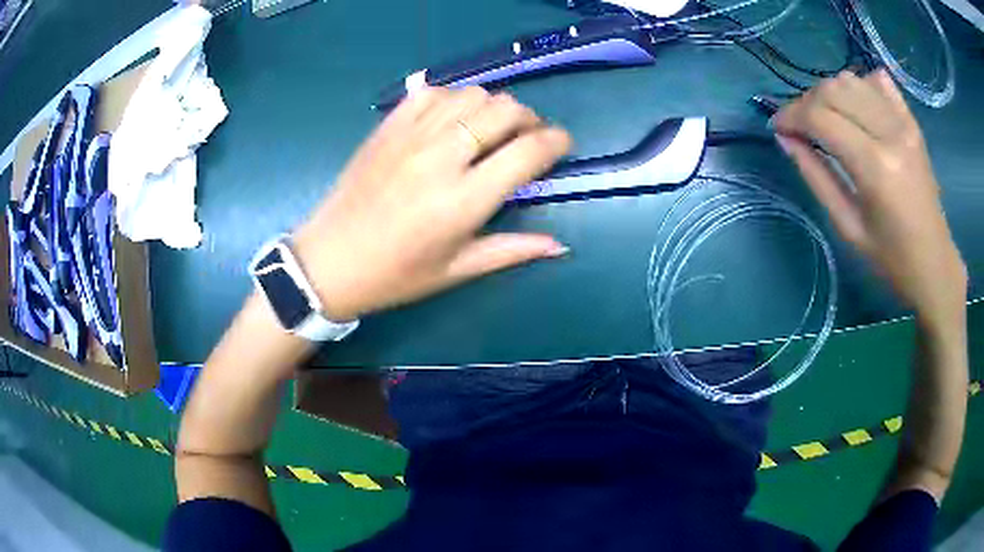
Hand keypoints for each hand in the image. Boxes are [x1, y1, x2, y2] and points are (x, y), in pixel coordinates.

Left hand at [293, 87, 570, 320]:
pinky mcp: (387, 127)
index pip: (528, 151)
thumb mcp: (457, 270)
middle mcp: (441, 158)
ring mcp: (411, 136)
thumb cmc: (396, 274)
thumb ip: (512, 250)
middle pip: (504, 110)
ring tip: (490, 129)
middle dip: (529, 119)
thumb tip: (559, 245)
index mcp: (464, 200)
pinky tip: (451, 121)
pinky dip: (452, 99)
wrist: (329, 261)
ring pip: (471, 94)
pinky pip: (431, 93)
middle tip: (527, 138)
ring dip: (492, 107)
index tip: (562, 144)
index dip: (556, 141)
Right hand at [773, 70, 965, 326]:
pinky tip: (855, 108)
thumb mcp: (848, 226)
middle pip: (833, 89)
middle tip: (800, 126)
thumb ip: (816, 176)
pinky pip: (878, 82)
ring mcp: (903, 123)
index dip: (791, 115)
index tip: (777, 127)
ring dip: (829, 93)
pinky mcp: (911, 122)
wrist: (935, 263)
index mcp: (875, 166)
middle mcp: (889, 133)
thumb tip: (785, 138)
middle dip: (806, 102)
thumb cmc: (892, 258)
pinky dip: (859, 86)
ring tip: (826, 118)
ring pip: (852, 80)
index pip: (820, 116)